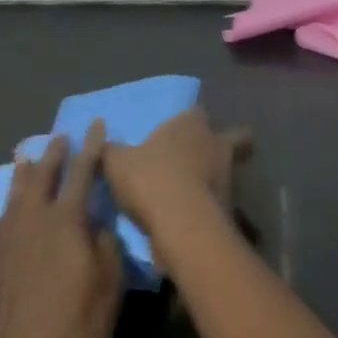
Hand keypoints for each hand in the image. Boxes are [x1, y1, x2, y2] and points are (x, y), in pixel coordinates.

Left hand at [0, 123, 123, 337]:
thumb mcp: (109, 286)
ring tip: (22, 156)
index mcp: (67, 222)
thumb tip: (97, 222)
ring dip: (19, 177)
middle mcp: (33, 224)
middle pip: (43, 179)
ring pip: (12, 200)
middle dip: (53, 155)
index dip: (91, 147)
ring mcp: (6, 248)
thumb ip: (105, 245)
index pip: (83, 173)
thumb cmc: (76, 330)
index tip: (95, 123)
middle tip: (58, 135)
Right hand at [102, 105, 250, 234]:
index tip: (179, 131)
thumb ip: (110, 151)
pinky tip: (192, 215)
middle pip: (235, 136)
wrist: (182, 225)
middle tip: (206, 156)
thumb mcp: (117, 163)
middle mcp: (216, 142)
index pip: (198, 112)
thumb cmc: (150, 180)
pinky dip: (210, 204)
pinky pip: (221, 199)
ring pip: (229, 168)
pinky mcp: (231, 205)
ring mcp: (228, 174)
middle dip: (229, 142)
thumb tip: (101, 143)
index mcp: (192, 123)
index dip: (190, 121)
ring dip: (215, 176)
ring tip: (193, 192)